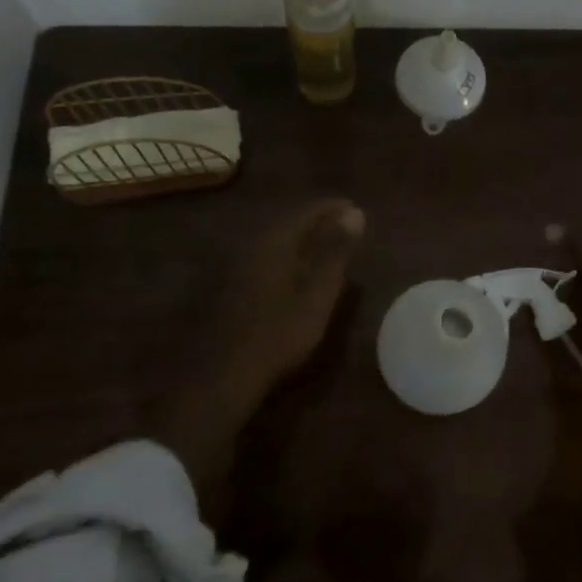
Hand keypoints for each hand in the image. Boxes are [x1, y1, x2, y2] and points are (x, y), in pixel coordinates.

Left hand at [215, 197, 365, 394]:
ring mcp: (239, 265)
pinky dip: (289, 254)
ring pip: (277, 239)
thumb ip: (336, 252)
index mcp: (276, 241)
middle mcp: (254, 244)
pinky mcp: (233, 285)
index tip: (356, 208)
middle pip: (290, 222)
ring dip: (303, 238)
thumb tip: (355, 212)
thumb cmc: (280, 333)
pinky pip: (268, 256)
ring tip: (327, 244)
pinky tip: (297, 269)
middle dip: (319, 220)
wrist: (225, 373)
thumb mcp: (318, 293)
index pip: (308, 210)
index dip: (333, 207)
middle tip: (345, 225)